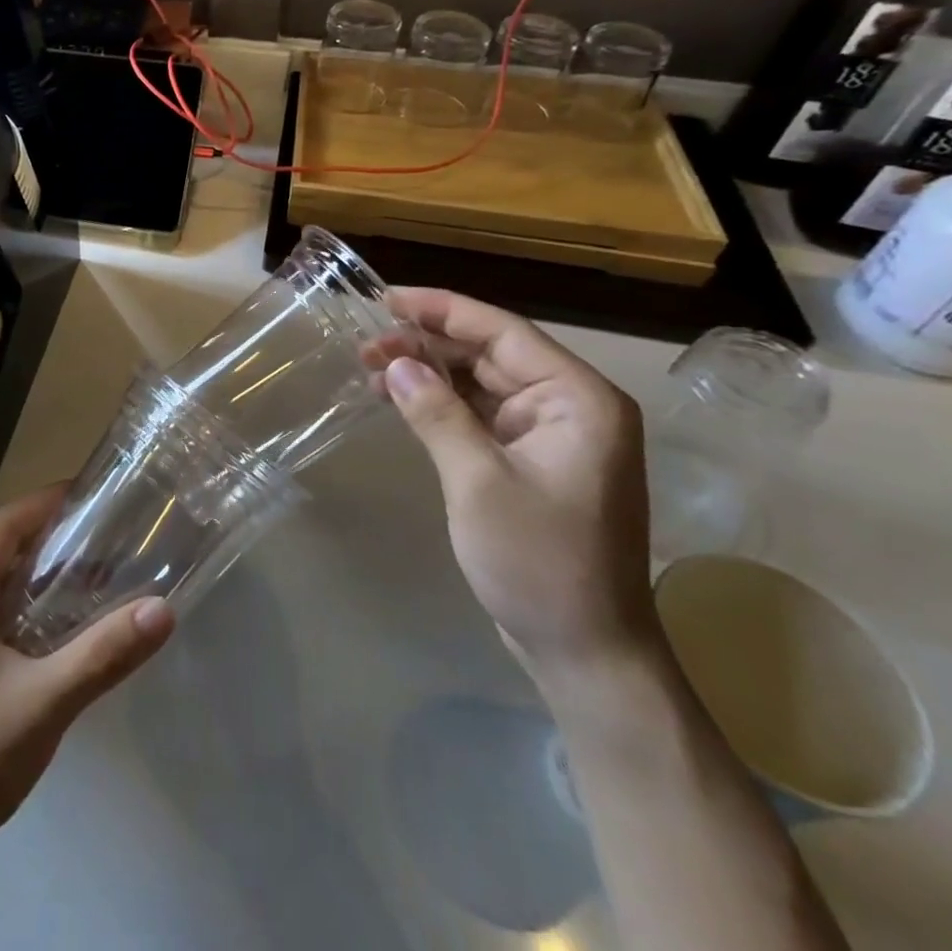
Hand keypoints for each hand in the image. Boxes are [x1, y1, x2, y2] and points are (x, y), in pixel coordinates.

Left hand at [0, 484, 174, 856]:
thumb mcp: (44, 704)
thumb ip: (102, 654)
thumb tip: (163, 609)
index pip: (7, 523)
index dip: (50, 501)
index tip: (99, 493)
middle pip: (4, 544)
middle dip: (55, 531)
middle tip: (111, 529)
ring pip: (1, 576)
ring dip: (45, 566)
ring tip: (100, 565)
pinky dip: (33, 598)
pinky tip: (69, 618)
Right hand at [374, 288, 655, 677]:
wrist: (585, 652)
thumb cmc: (539, 563)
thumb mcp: (478, 482)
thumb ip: (436, 413)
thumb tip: (396, 362)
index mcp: (577, 399)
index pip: (502, 332)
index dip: (441, 310)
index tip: (387, 298)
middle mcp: (570, 406)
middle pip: (490, 353)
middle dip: (427, 343)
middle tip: (366, 343)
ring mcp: (552, 434)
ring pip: (481, 381)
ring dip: (429, 372)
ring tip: (372, 367)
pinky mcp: (531, 459)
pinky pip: (481, 413)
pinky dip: (441, 403)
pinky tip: (400, 398)